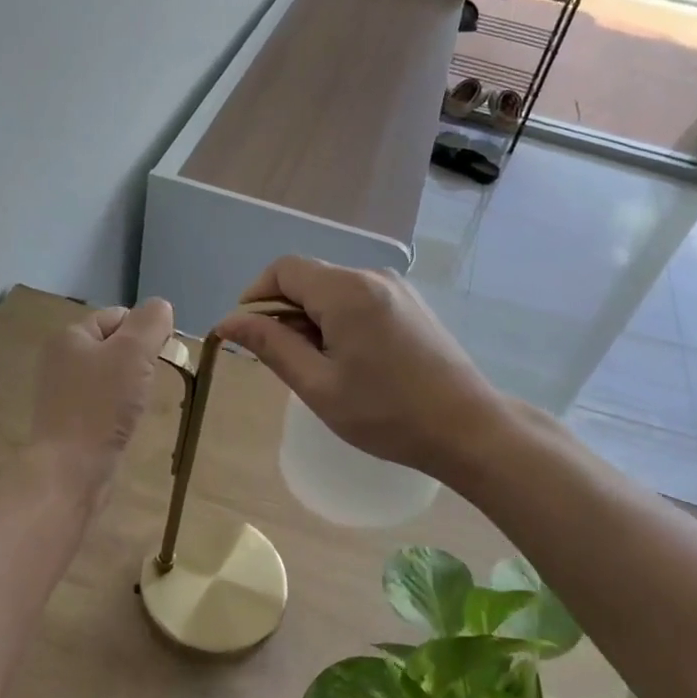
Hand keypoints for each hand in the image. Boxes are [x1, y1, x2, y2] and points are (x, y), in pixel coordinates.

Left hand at [29, 299, 174, 511]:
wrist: (70, 471)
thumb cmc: (101, 406)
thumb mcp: (133, 352)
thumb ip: (151, 322)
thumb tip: (161, 307)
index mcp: (70, 336)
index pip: (118, 316)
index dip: (145, 331)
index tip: (160, 357)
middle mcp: (61, 359)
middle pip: (115, 346)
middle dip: (140, 360)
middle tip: (150, 382)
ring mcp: (63, 393)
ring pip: (111, 376)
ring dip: (132, 386)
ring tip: (139, 406)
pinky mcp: (70, 422)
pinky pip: (103, 404)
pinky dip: (119, 410)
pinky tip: (125, 424)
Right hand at [214, 258, 503, 481]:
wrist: (468, 428)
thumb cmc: (387, 413)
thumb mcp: (318, 385)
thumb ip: (271, 345)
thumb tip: (228, 321)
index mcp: (346, 291)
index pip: (283, 269)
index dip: (255, 296)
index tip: (247, 335)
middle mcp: (371, 276)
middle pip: (309, 278)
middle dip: (284, 311)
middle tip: (284, 361)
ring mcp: (396, 288)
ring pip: (333, 289)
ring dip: (311, 318)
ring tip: (318, 366)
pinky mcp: (410, 303)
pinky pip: (358, 298)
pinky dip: (338, 319)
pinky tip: (348, 359)